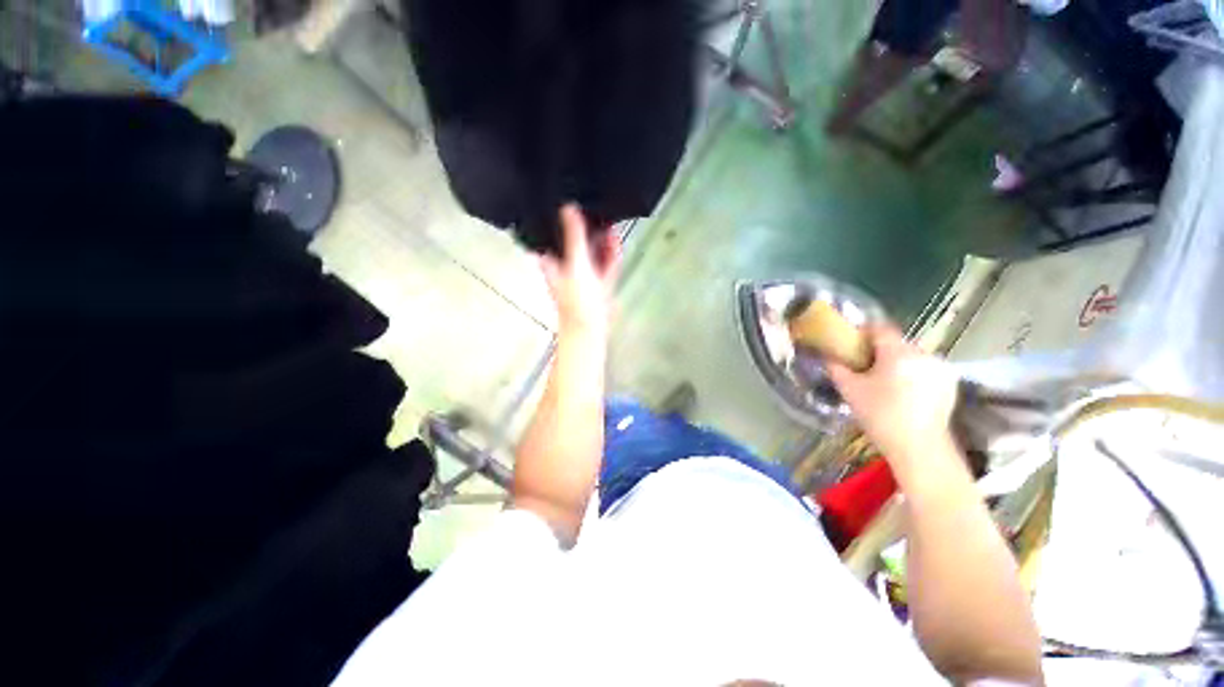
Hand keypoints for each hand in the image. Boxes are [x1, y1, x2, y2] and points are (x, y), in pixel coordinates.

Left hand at [541, 204, 620, 333]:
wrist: (591, 328)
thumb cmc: (576, 298)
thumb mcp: (576, 262)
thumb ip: (574, 235)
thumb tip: (568, 207)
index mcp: (552, 259)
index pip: (552, 232)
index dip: (560, 218)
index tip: (570, 200)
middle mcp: (565, 263)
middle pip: (575, 239)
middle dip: (586, 226)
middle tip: (597, 206)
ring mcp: (583, 272)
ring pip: (592, 249)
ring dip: (601, 237)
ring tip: (609, 217)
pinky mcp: (599, 279)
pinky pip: (605, 260)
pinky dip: (610, 250)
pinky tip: (616, 237)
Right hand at [826, 326, 960, 477]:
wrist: (920, 448)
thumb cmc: (883, 421)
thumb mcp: (853, 396)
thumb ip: (839, 371)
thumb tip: (830, 357)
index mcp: (895, 350)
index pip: (878, 328)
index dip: (867, 336)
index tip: (859, 351)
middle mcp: (919, 350)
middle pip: (898, 345)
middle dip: (888, 357)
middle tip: (877, 379)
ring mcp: (937, 364)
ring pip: (916, 359)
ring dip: (907, 369)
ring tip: (898, 393)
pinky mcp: (950, 380)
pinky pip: (931, 372)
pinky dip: (923, 380)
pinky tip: (916, 400)